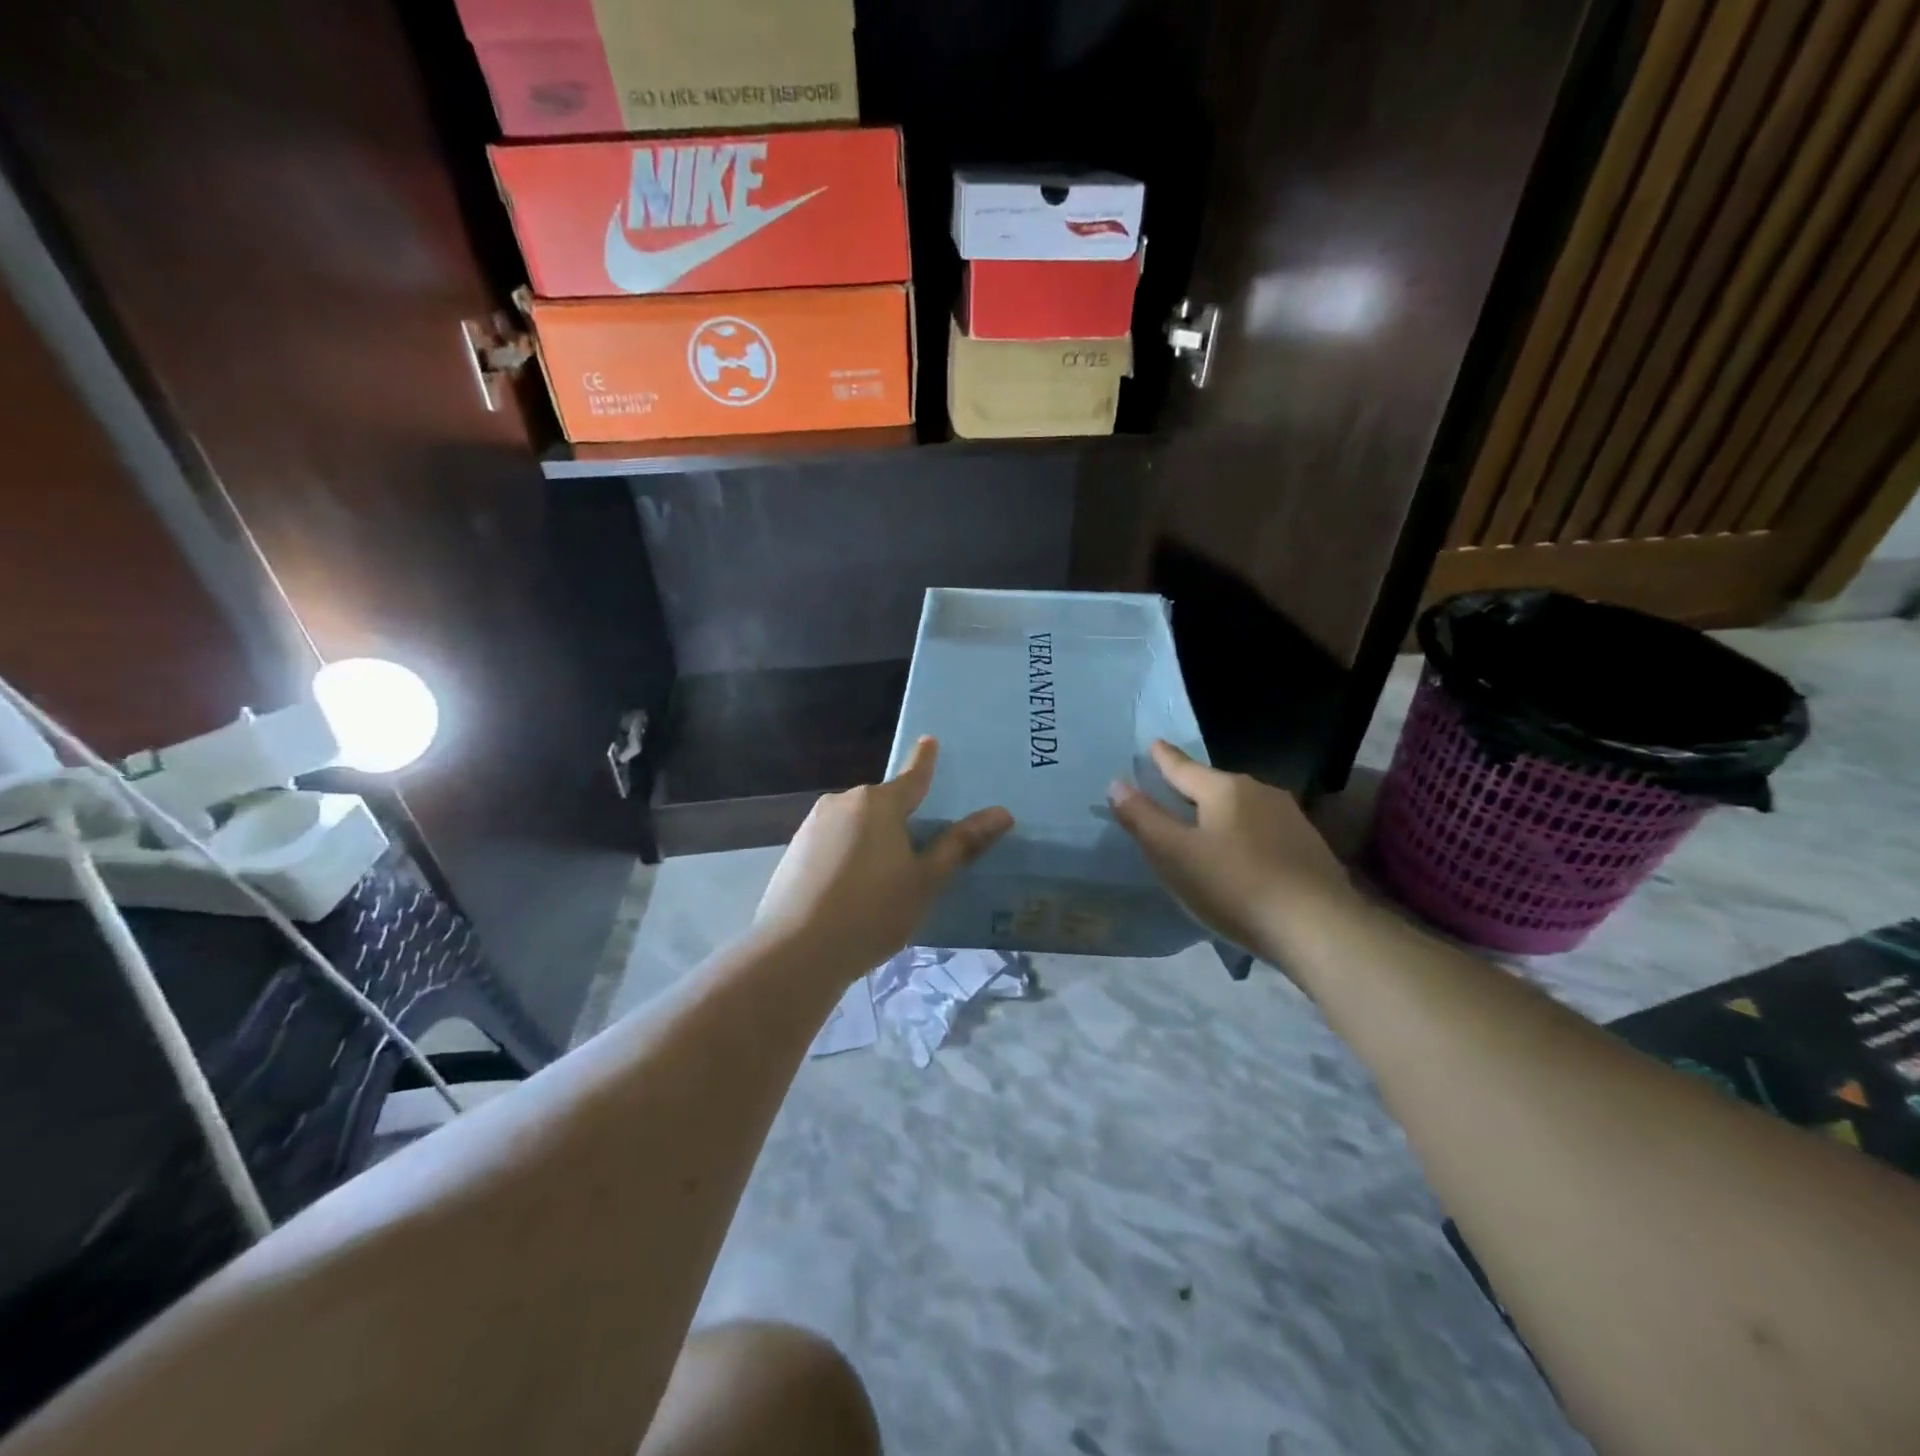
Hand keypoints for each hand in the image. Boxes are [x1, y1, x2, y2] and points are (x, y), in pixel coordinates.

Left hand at [754, 736, 1012, 981]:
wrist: (796, 952)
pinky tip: (850, 891)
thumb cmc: (872, 912)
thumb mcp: (925, 881)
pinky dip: (847, 856)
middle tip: (917, 853)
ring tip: (882, 882)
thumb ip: (960, 845)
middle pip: (882, 804)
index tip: (929, 740)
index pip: (912, 777)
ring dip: (871, 840)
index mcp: (879, 803)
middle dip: (899, 819)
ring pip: (855, 824)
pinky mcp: (794, 851)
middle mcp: (843, 802)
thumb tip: (1001, 813)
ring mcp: (813, 825)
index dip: (925, 761)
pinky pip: (833, 843)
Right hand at [1108, 740, 1359, 966]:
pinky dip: (1244, 835)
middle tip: (1172, 792)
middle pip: (1215, 786)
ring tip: (1204, 828)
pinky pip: (1263, 830)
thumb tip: (1117, 784)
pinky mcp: (1309, 846)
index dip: (1164, 758)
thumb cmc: (1235, 886)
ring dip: (1220, 814)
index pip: (1184, 768)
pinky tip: (1242, 856)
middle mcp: (1260, 792)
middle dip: (1192, 789)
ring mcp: (1290, 818)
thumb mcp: (1174, 855)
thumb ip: (1143, 819)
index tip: (1153, 744)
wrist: (1318, 927)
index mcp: (1225, 789)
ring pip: (1242, 808)